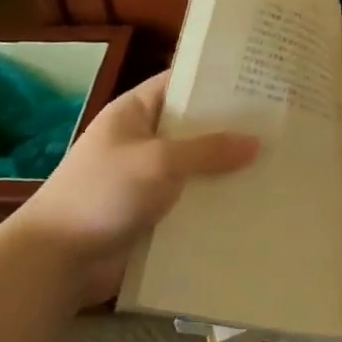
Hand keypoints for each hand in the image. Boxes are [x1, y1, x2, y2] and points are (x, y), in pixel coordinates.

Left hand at [18, 72, 259, 303]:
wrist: (57, 261)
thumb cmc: (103, 193)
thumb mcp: (159, 161)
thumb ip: (208, 149)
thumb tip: (256, 142)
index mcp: (136, 112)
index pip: (181, 83)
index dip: (217, 80)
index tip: (261, 80)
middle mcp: (145, 140)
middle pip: (195, 128)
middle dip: (233, 129)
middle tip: (283, 125)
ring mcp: (150, 179)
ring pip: (199, 168)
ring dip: (229, 171)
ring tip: (281, 165)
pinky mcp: (155, 215)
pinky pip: (193, 202)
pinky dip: (217, 204)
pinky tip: (256, 205)